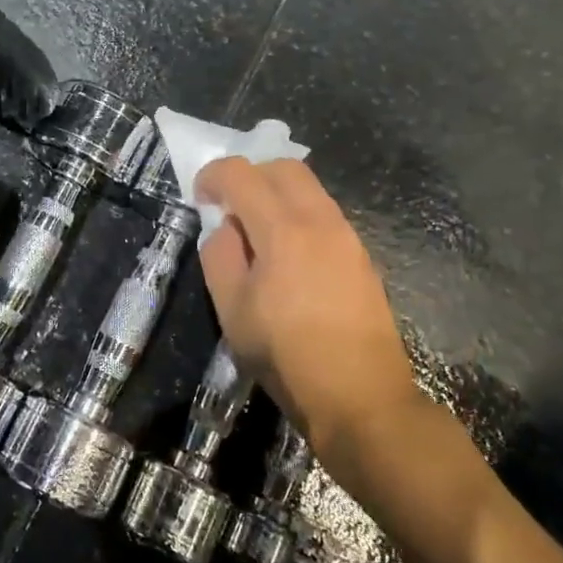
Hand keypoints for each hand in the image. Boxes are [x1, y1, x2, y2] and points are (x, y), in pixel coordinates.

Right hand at [196, 157, 416, 456]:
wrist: (361, 397)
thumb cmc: (286, 356)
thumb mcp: (232, 310)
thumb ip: (219, 256)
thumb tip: (224, 227)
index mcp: (282, 230)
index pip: (242, 174)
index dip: (213, 176)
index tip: (200, 197)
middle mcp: (320, 219)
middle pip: (283, 166)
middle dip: (249, 174)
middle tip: (229, 205)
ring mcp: (347, 235)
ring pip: (309, 187)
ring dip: (276, 193)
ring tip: (257, 231)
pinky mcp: (361, 254)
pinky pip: (324, 212)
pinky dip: (298, 214)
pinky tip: (288, 253)